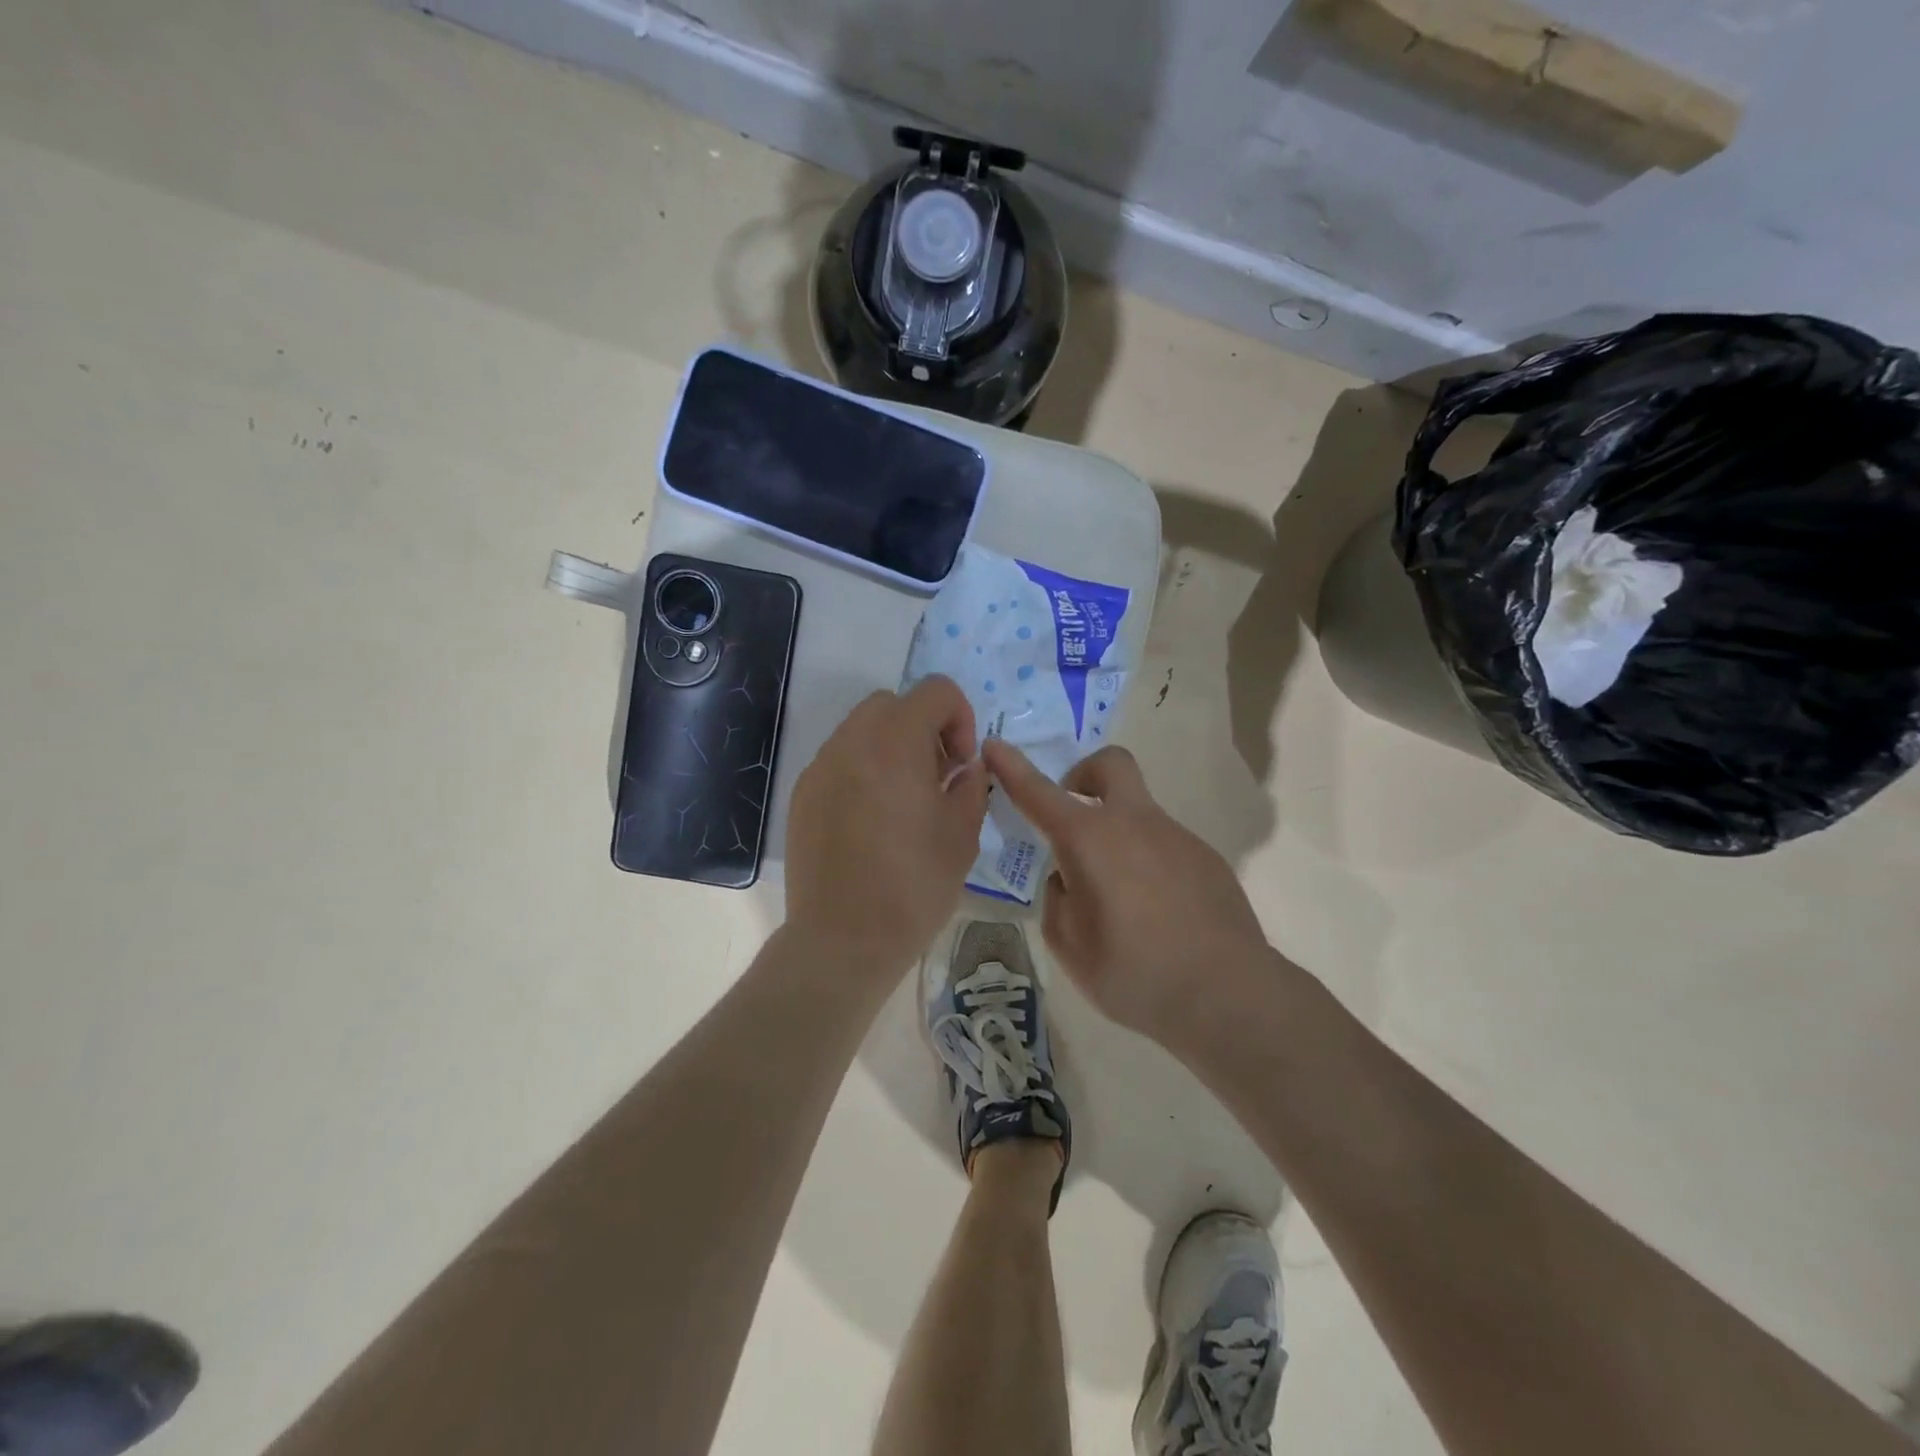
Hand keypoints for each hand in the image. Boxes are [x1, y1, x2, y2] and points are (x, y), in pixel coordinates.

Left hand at [785, 677, 988, 976]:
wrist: (843, 939)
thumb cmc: (913, 886)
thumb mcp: (962, 834)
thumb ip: (971, 785)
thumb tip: (965, 767)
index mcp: (895, 743)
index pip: (936, 691)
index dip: (961, 718)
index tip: (961, 764)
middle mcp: (851, 742)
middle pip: (893, 704)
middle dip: (923, 728)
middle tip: (935, 777)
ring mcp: (820, 767)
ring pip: (862, 730)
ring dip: (891, 747)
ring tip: (904, 800)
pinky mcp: (803, 794)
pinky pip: (839, 761)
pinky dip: (862, 770)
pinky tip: (871, 820)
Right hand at [982, 740, 1272, 1047]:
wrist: (1228, 995)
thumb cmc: (1134, 973)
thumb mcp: (1068, 944)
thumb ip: (1057, 899)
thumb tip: (1069, 877)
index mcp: (1090, 839)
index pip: (1039, 792)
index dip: (1011, 767)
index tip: (993, 746)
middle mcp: (1133, 823)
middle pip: (1109, 763)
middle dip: (1084, 774)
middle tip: (1074, 816)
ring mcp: (1176, 836)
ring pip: (1138, 813)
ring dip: (1117, 835)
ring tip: (1120, 901)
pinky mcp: (1206, 858)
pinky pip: (1164, 846)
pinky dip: (1147, 863)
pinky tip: (1157, 915)